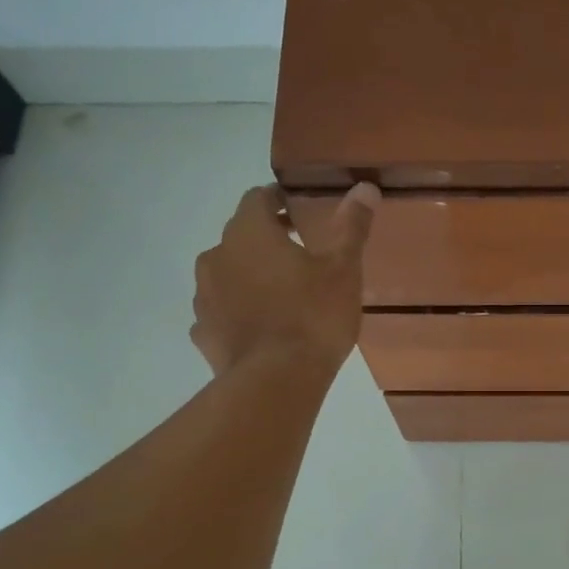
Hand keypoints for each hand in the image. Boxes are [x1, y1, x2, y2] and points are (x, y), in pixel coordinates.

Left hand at [190, 182, 378, 375]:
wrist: (276, 381)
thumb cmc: (314, 316)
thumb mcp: (343, 269)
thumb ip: (351, 226)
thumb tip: (365, 187)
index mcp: (249, 233)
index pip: (257, 199)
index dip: (277, 201)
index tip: (297, 213)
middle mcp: (217, 256)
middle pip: (239, 237)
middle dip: (266, 241)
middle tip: (299, 257)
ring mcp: (204, 297)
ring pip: (227, 275)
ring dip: (249, 277)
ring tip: (281, 297)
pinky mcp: (203, 332)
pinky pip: (220, 312)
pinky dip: (237, 313)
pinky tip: (260, 329)